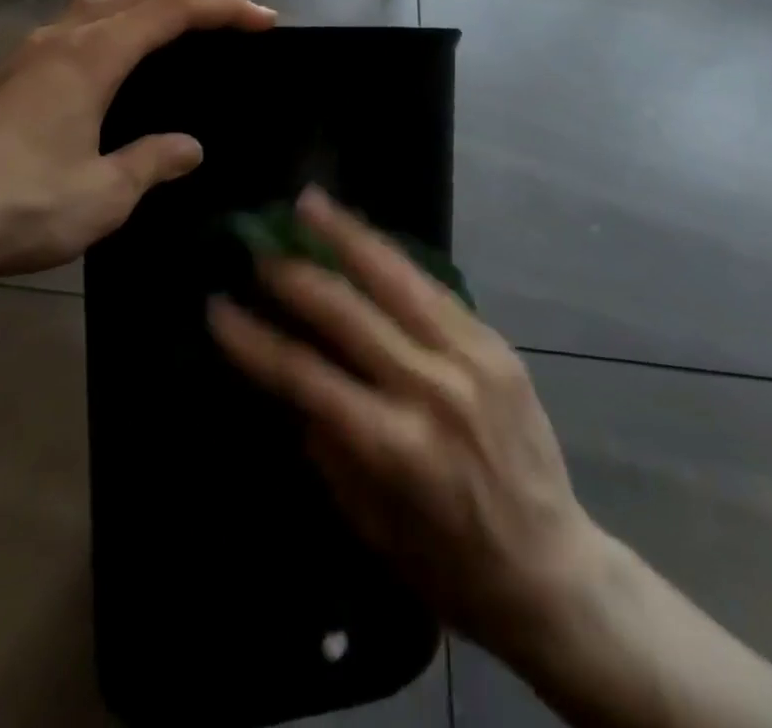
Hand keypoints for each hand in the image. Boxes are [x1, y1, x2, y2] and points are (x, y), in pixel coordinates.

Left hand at [0, 0, 275, 290]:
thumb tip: (189, 148)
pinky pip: (64, 27)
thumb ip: (152, 162)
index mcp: (91, 58)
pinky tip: (86, 28)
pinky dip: (96, 18)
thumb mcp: (105, 192)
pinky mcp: (2, 78)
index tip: (263, 19)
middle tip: (220, 5)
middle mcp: (59, 42)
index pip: (170, 14)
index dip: (222, 9)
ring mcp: (24, 56)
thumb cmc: (23, 204)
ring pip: (93, 8)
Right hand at [209, 189, 605, 670]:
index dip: (255, 339)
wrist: (554, 569)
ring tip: (312, 202)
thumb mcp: (371, 524)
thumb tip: (291, 381)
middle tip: (258, 247)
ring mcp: (471, 357)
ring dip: (348, 235)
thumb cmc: (450, 565)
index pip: (306, 375)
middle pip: (349, 312)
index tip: (218, 306)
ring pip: (397, 278)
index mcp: (396, 447)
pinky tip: (366, 236)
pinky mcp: (496, 342)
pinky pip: (434, 288)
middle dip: (295, 275)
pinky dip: (393, 258)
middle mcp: (433, 389)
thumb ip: (327, 446)